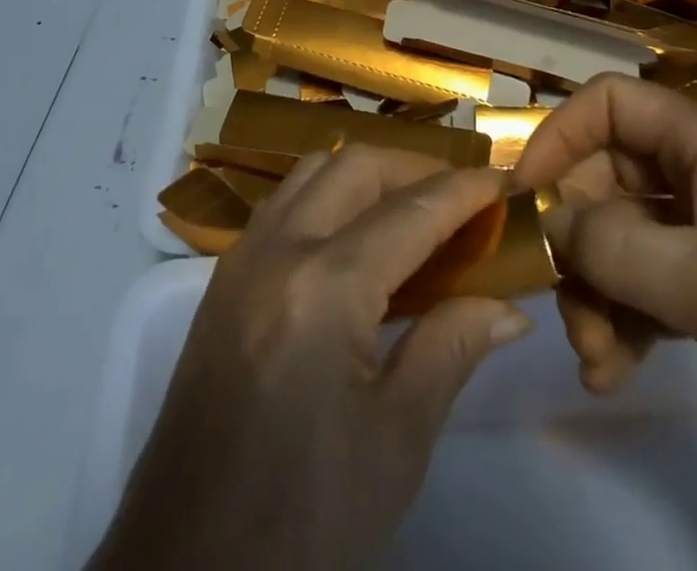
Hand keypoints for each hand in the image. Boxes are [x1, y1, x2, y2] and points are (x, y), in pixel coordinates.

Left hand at [89, 147, 532, 570]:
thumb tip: (507, 307)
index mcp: (323, 286)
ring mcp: (242, 257)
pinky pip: (284, 203)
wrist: (189, 564)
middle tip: (462, 198)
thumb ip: (450, 350)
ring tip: (414, 208)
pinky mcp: (224, 278)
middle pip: (354, 166)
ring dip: (367, 174)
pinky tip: (356, 236)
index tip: (502, 181)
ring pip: (312, 172)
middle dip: (414, 167)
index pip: (409, 212)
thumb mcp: (395, 442)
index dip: (462, 191)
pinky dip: (328, 195)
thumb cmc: (306, 516)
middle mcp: (277, 248)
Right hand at [514, 74, 696, 570]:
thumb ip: (615, 247)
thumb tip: (548, 224)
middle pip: (610, 182)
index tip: (525, 199)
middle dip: (579, 244)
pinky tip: (615, 372)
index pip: (610, 105)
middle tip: (566, 312)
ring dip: (599, 294)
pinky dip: (630, 322)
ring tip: (596, 360)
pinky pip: (658, 287)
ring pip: (629, 241)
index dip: (559, 138)